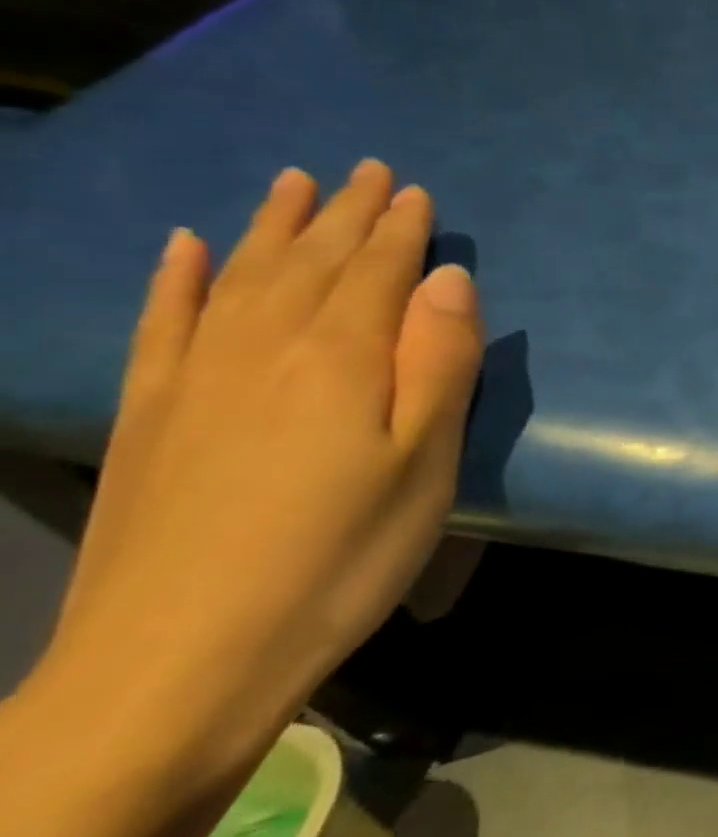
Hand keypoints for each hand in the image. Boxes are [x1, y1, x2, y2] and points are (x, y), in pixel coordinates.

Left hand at [38, 160, 483, 778]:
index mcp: (340, 358)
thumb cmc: (339, 560)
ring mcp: (195, 379)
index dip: (400, 228)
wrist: (177, 666)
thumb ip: (440, 362)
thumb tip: (449, 279)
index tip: (414, 189)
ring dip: (272, 226)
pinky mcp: (150, 416)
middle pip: (311, 261)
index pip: (377, 270)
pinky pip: (161, 324)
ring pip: (239, 276)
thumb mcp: (424, 464)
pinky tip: (181, 249)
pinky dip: (173, 279)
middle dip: (344, 212)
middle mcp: (264, 348)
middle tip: (366, 170)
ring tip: (293, 184)